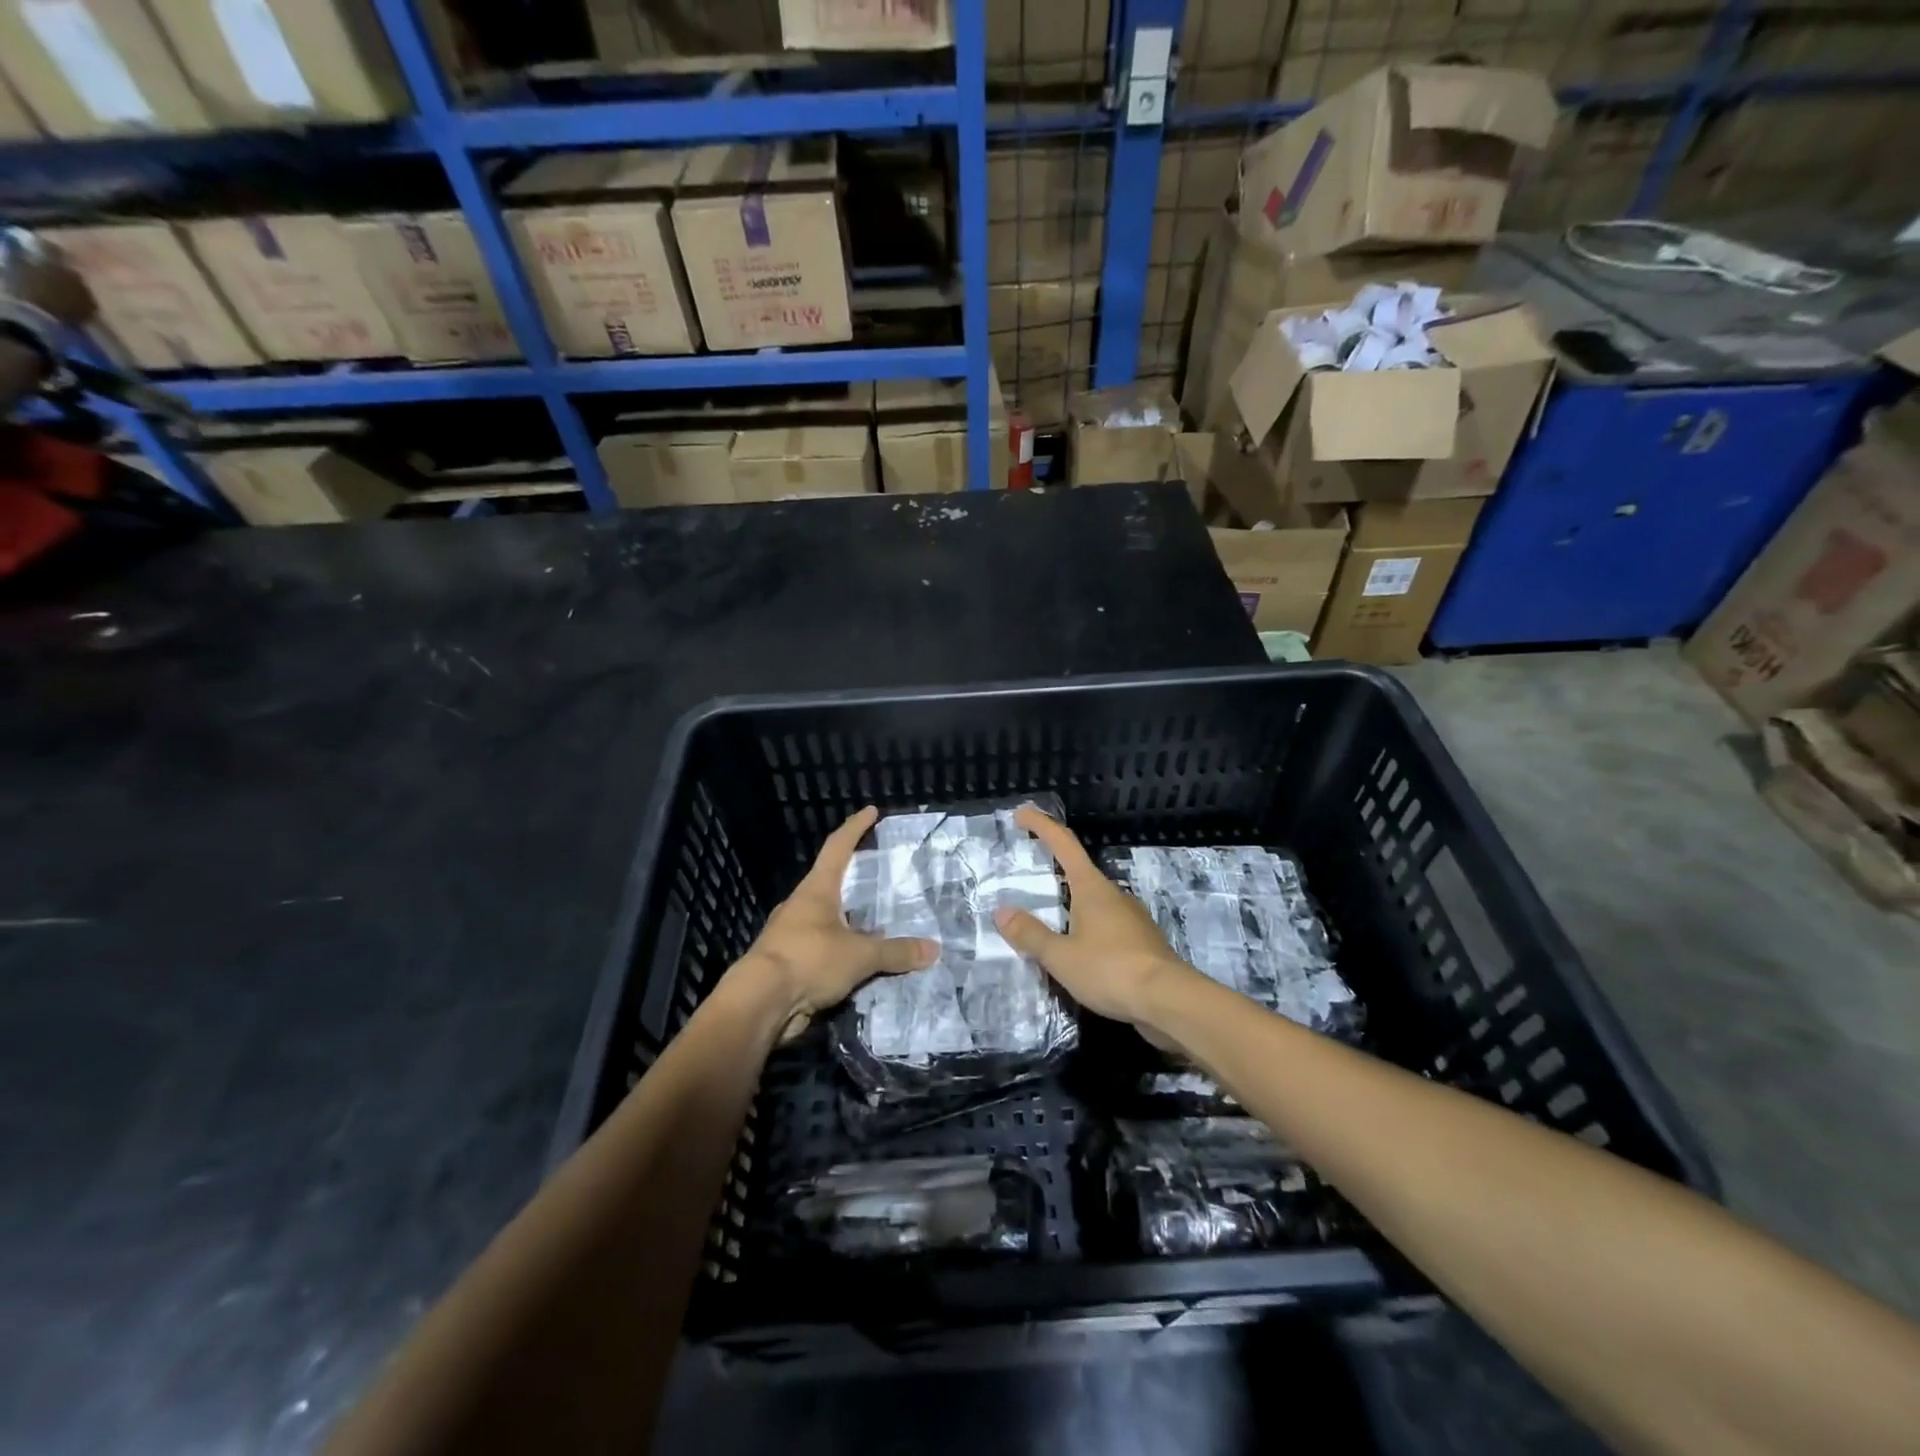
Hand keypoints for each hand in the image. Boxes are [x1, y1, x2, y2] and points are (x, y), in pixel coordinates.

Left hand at [736, 806, 935, 1041]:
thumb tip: (934, 950)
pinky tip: (860, 960)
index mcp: (816, 890)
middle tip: (881, 874)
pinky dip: (842, 950)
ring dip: (849, 919)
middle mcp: (802, 906)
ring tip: (878, 922)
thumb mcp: (860, 955)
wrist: (759, 1004)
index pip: (838, 847)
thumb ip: (896, 952)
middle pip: (830, 881)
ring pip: (827, 919)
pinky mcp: (790, 963)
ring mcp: (792, 934)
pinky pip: (822, 949)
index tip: (871, 811)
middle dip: (854, 877)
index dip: (855, 828)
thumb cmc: (808, 960)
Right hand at [994, 806, 1196, 1042]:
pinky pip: (1105, 926)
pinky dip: (1085, 928)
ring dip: (1069, 903)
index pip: (1064, 844)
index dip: (1042, 826)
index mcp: (1092, 888)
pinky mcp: (1141, 943)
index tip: (1022, 813)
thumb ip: (1031, 935)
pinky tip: (1075, 950)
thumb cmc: (1111, 969)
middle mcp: (1113, 895)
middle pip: (1079, 871)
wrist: (1170, 1001)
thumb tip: (1002, 912)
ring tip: (1046, 918)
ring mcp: (1131, 918)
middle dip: (1054, 866)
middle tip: (1028, 871)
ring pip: (1093, 901)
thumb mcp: (1061, 956)